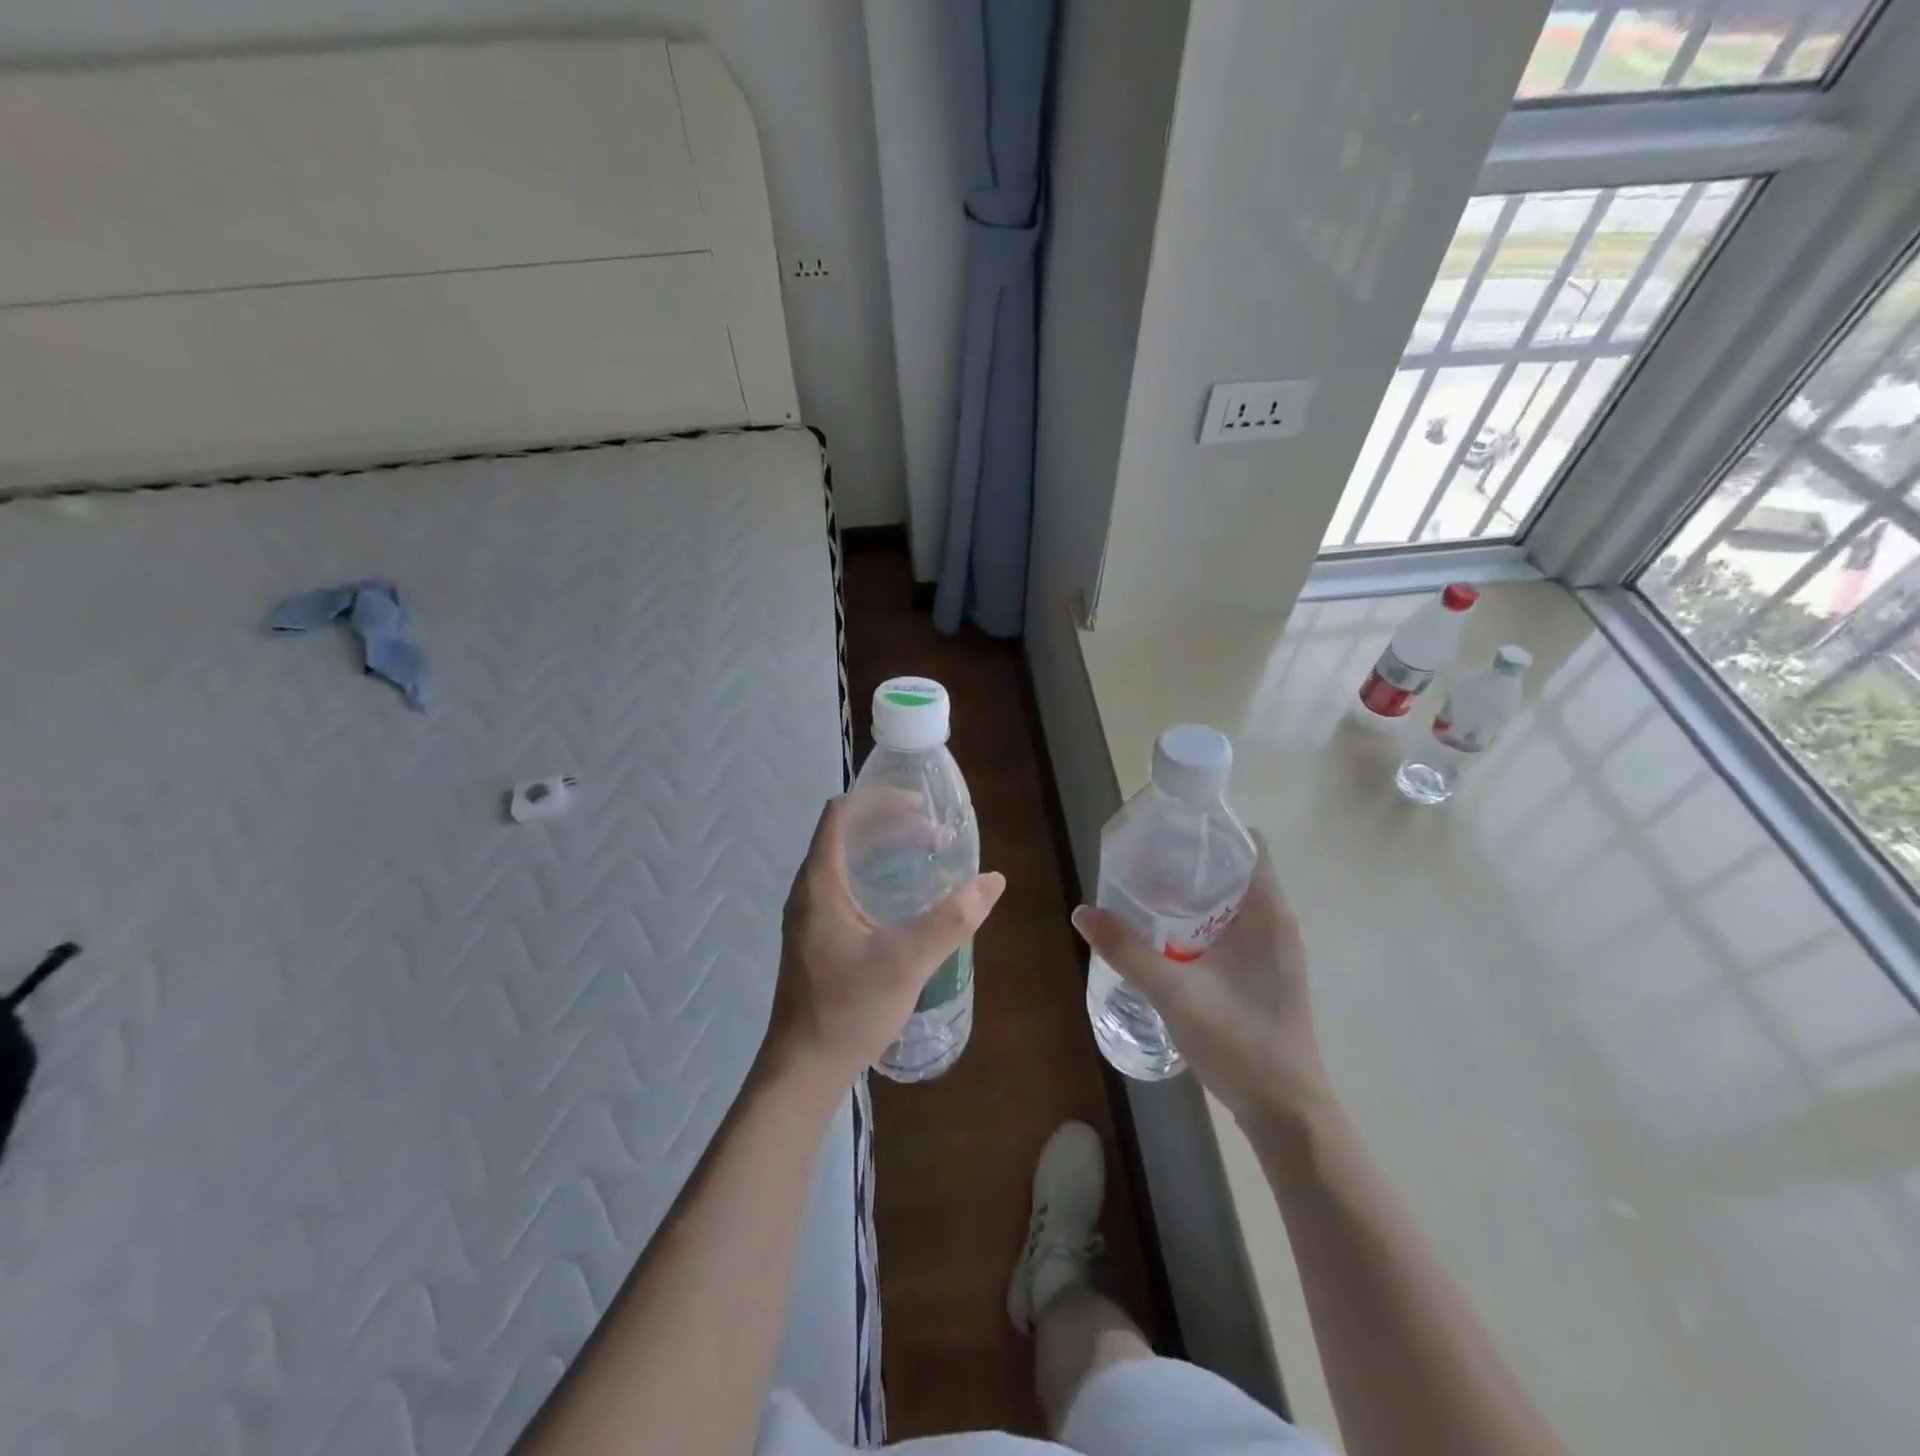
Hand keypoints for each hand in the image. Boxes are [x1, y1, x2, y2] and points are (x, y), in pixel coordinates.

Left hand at [764, 796, 1004, 1090]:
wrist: (803, 1069)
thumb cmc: (848, 1009)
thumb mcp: (906, 962)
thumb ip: (951, 920)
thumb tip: (992, 881)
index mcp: (820, 884)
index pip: (840, 815)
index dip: (877, 800)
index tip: (918, 805)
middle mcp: (808, 891)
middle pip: (845, 835)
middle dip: (889, 824)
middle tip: (933, 832)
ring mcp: (809, 915)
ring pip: (845, 862)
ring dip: (882, 850)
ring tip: (924, 855)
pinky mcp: (815, 936)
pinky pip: (844, 886)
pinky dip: (874, 876)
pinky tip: (903, 898)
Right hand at [1071, 832, 1329, 1124]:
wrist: (1287, 1112)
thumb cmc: (1240, 1042)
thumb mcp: (1175, 992)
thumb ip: (1127, 950)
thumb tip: (1083, 913)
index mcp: (1267, 912)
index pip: (1248, 844)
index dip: (1211, 828)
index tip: (1168, 830)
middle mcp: (1277, 922)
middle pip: (1237, 868)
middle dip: (1193, 858)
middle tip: (1145, 859)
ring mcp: (1275, 950)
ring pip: (1235, 899)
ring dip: (1198, 891)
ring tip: (1149, 890)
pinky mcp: (1267, 973)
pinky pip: (1236, 926)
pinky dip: (1205, 918)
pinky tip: (1170, 936)